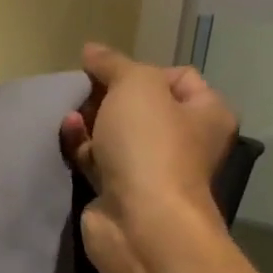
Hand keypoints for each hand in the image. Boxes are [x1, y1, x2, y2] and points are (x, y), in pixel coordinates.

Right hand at [59, 42, 237, 272]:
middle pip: (140, 106)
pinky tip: (66, 135)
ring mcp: (150, 169)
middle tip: (84, 93)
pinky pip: (97, 160)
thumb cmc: (150, 146)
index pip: (177, 77)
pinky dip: (81, 147)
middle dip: (108, 96)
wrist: (139, 221)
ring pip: (114, 134)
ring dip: (90, 121)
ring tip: (70, 115)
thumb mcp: (136, 86)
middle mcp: (184, 141)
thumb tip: (92, 50)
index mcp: (206, 113)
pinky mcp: (119, 191)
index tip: (112, 75)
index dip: (142, 70)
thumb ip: (113, 64)